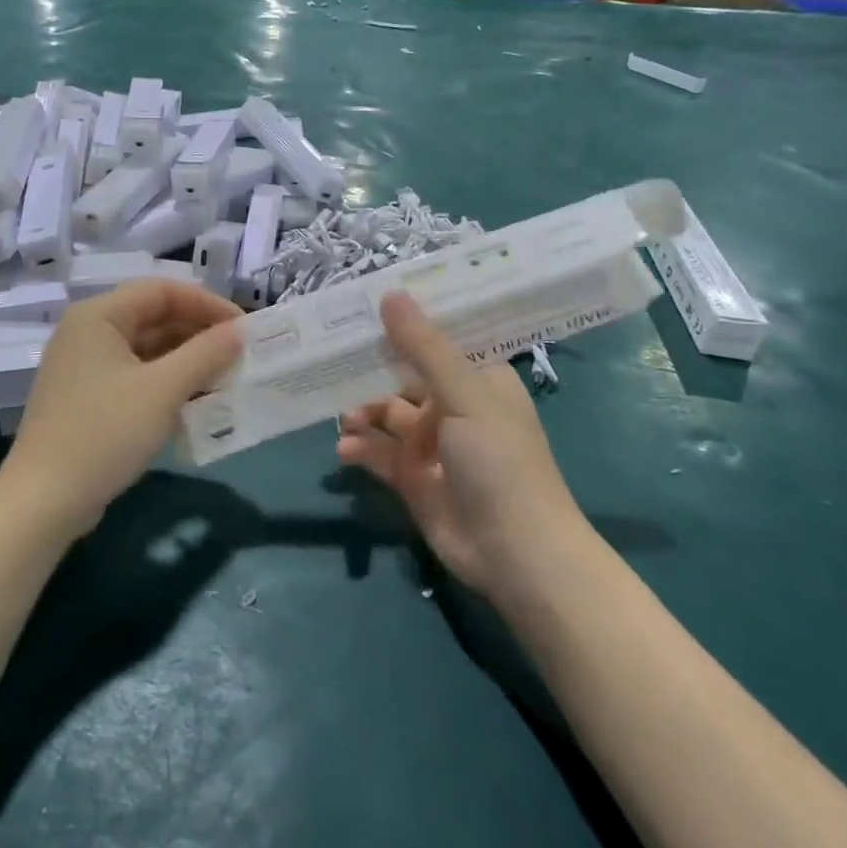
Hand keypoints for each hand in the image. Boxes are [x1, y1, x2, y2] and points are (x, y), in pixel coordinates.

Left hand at [0, 280, 242, 538]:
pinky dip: (166, 382)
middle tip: (240, 355)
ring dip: (186, 360)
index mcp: (98, 316)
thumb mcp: (163, 390)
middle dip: (198, 333)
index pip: (161, 290)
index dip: (206, 304)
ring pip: (146, 349)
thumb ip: (205, 354)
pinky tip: (195, 401)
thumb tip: (239, 331)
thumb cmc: (105, 433)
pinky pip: (135, 375)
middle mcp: (88, 332)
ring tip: (225, 378)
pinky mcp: (87, 397)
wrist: (45, 500)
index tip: (243, 328)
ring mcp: (85, 366)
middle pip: (153, 317)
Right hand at [337, 292, 585, 593]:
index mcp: (478, 379)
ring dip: (363, 413)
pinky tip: (345, 450)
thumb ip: (423, 348)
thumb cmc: (499, 460)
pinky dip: (360, 449)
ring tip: (345, 417)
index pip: (436, 340)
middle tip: (331, 357)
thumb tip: (390, 294)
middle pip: (404, 376)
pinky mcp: (414, 478)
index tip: (363, 305)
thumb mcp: (463, 395)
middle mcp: (455, 406)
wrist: (515, 553)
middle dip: (371, 371)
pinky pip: (379, 454)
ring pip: (387, 415)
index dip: (404, 323)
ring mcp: (433, 444)